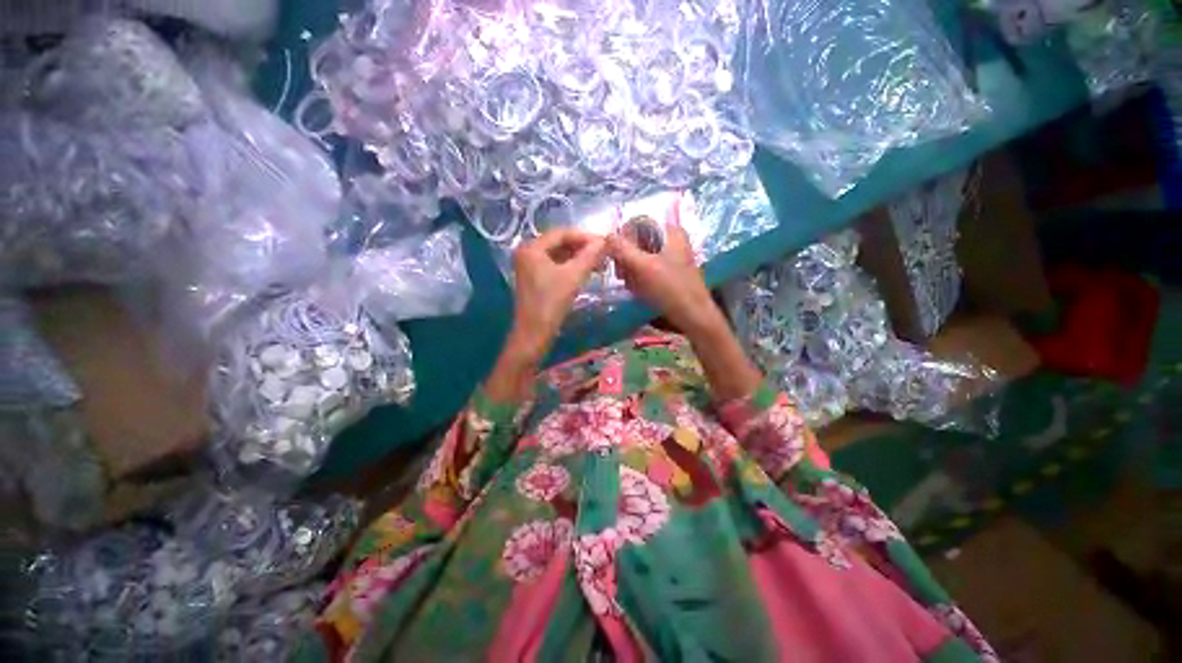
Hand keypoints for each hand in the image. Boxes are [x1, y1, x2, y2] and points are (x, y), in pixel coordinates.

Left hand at [510, 228, 606, 357]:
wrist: (534, 333)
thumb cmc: (551, 303)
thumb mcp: (573, 277)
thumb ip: (589, 256)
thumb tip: (605, 241)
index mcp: (532, 247)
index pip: (562, 233)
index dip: (585, 236)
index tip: (605, 242)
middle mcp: (527, 252)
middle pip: (560, 242)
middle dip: (582, 247)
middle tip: (603, 253)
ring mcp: (529, 265)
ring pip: (558, 254)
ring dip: (578, 257)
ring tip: (598, 263)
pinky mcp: (534, 277)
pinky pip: (555, 265)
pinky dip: (570, 266)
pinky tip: (586, 271)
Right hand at [607, 220, 723, 336]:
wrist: (693, 316)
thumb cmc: (670, 289)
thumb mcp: (643, 267)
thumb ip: (622, 249)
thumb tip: (605, 236)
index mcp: (670, 231)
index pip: (637, 224)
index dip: (622, 239)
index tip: (615, 258)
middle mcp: (671, 240)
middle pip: (638, 241)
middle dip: (626, 258)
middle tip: (622, 275)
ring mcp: (671, 256)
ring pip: (641, 256)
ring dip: (631, 270)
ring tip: (631, 285)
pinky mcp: (669, 272)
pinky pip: (647, 269)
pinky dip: (639, 278)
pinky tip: (638, 290)